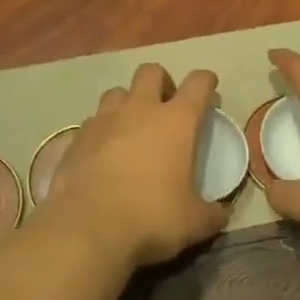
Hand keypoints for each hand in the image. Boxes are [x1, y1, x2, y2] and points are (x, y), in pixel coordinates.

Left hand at [40, 63, 229, 268]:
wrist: (88, 227)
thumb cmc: (151, 217)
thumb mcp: (194, 222)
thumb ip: (212, 213)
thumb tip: (221, 213)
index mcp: (176, 121)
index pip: (198, 84)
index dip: (206, 81)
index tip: (209, 87)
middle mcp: (140, 109)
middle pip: (151, 72)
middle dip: (161, 82)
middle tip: (166, 105)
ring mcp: (104, 120)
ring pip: (117, 92)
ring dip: (128, 102)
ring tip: (131, 126)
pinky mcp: (77, 137)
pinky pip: (93, 121)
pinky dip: (102, 130)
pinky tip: (103, 151)